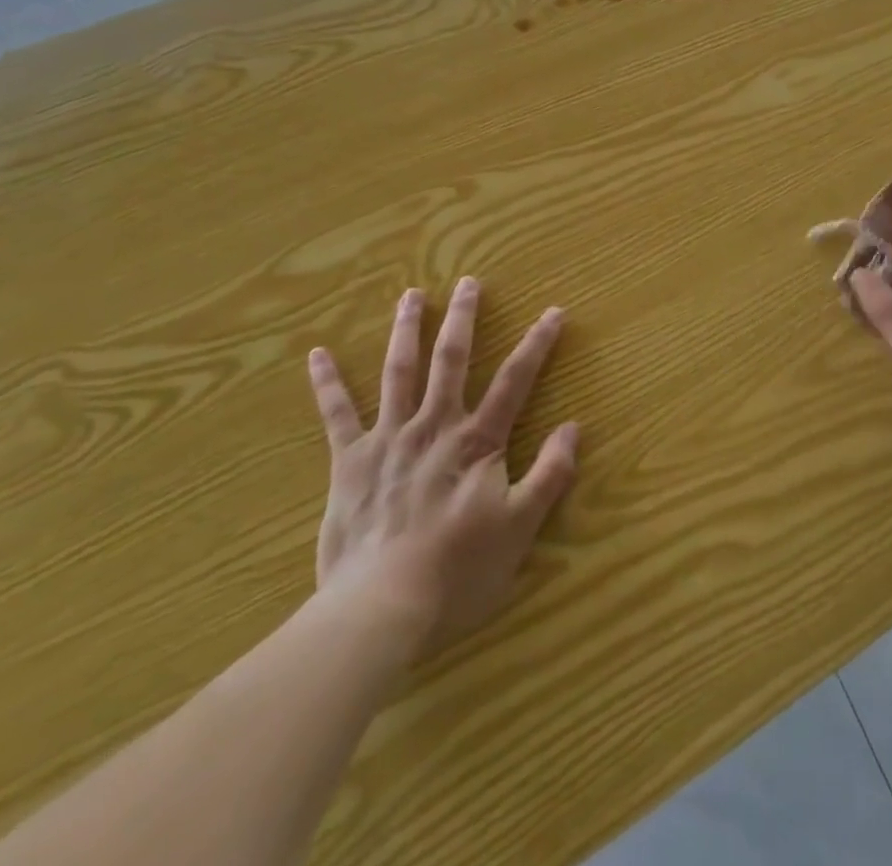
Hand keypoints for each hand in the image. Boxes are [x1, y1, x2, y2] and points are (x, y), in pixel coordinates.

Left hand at [305, 278, 578, 659]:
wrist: (380, 608)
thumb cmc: (457, 571)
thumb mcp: (520, 527)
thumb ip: (550, 474)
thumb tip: (574, 427)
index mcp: (477, 441)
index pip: (515, 381)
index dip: (538, 344)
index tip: (553, 312)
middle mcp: (434, 425)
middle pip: (451, 360)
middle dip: (463, 318)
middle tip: (468, 282)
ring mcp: (388, 438)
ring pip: (398, 371)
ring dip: (406, 329)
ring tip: (411, 294)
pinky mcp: (349, 461)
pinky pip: (336, 414)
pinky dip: (327, 383)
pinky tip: (318, 354)